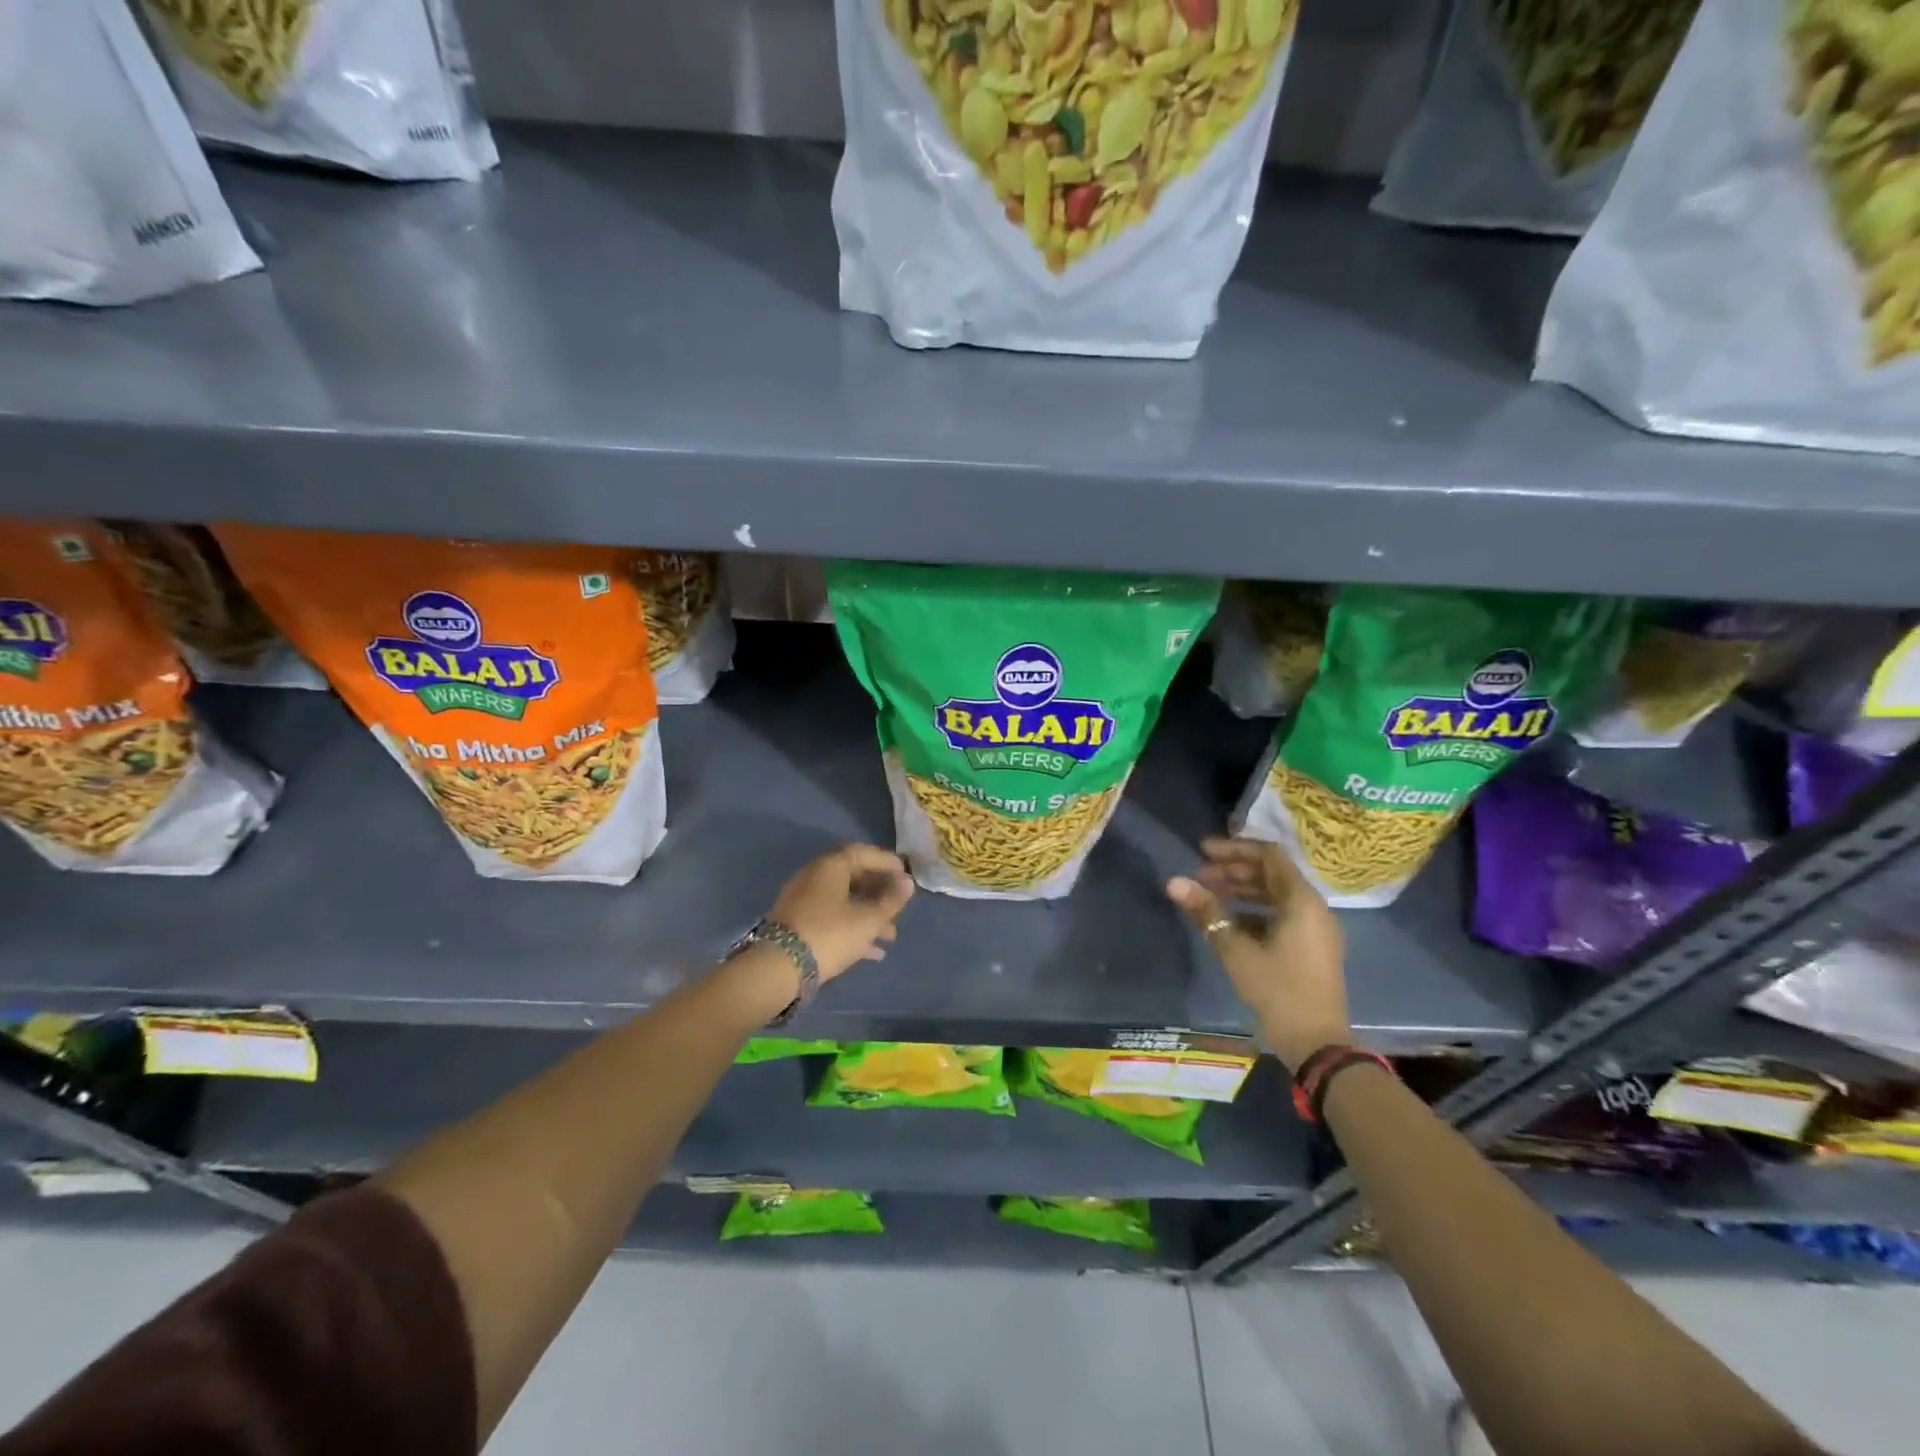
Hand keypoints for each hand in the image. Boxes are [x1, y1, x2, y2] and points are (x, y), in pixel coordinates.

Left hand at [769, 843, 915, 981]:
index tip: (905, 875)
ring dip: (869, 915)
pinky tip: (872, 952)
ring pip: (844, 901)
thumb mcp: (868, 919)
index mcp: (830, 866)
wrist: (779, 968)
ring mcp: (803, 901)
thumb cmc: (830, 934)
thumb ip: (891, 900)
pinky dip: (852, 928)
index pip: (863, 853)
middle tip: (899, 908)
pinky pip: (831, 918)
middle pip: (854, 877)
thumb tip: (908, 881)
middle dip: (880, 894)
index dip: (886, 862)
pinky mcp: (797, 924)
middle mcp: (814, 877)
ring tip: (890, 937)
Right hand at [1167, 836, 1350, 1071]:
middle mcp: (1313, 907)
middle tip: (1198, 875)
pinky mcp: (1311, 947)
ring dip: (1242, 891)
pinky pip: (1281, 915)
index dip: (1234, 848)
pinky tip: (1229, 923)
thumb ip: (1206, 912)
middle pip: (1271, 873)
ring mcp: (1315, 928)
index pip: (1268, 855)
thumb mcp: (1236, 950)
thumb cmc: (1278, 989)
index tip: (1202, 851)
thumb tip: (1173, 882)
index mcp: (1301, 900)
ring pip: (1275, 895)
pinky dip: (1254, 911)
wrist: (1317, 1042)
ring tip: (1209, 896)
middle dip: (1234, 870)